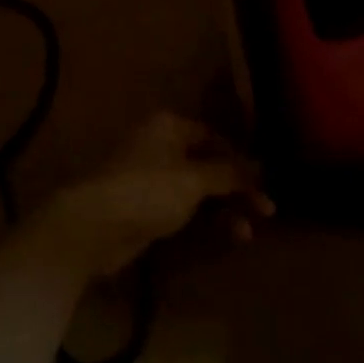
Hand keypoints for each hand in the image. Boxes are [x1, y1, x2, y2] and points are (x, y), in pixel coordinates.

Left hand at [42, 113, 271, 277]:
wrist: (96, 224)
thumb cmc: (148, 190)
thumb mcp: (194, 179)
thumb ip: (229, 173)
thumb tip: (260, 166)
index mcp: (169, 127)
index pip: (214, 136)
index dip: (240, 158)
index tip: (265, 182)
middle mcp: (161, 146)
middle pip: (208, 164)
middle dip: (237, 188)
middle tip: (267, 212)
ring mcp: (153, 178)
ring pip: (199, 189)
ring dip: (225, 208)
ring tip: (246, 232)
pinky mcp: (148, 207)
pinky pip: (186, 209)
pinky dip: (206, 219)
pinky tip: (228, 236)